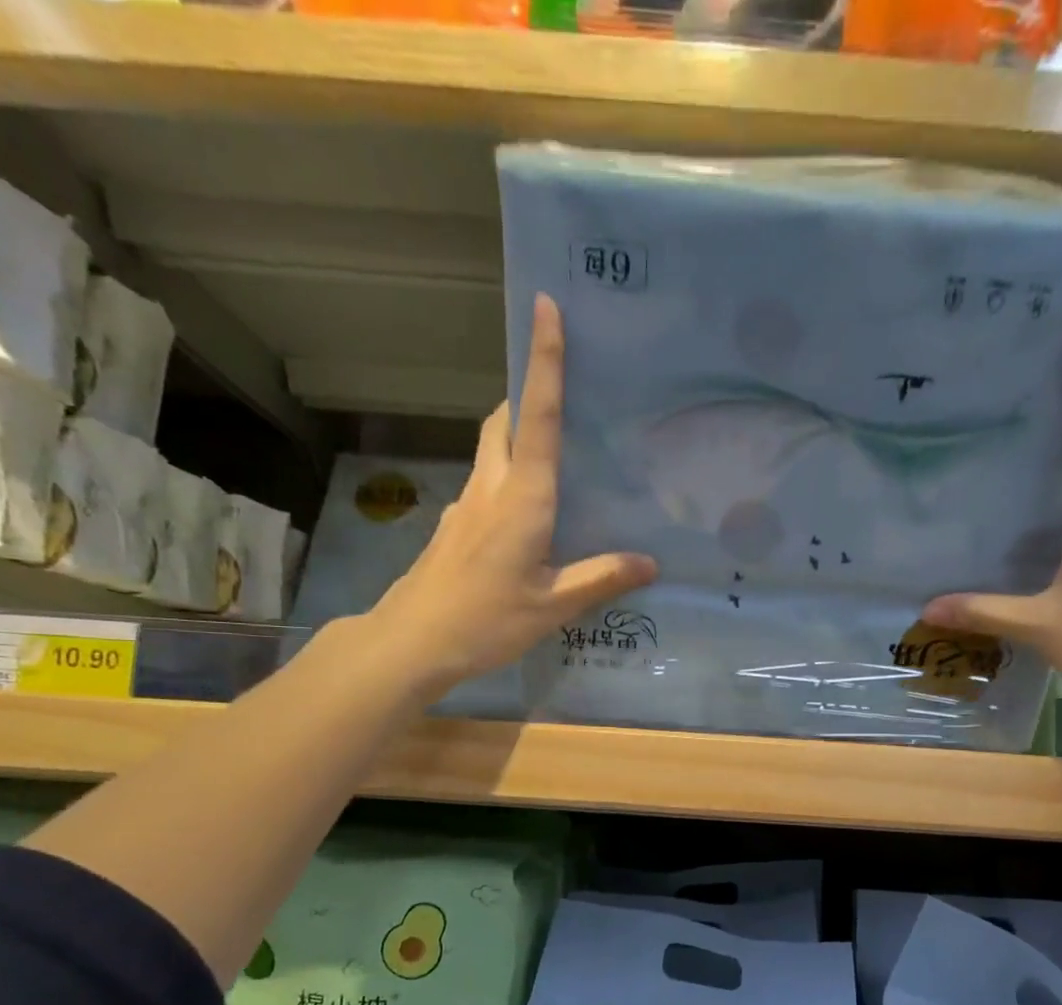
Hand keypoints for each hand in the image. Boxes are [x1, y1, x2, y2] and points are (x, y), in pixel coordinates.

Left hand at [369, 294, 657, 694]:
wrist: (412, 642)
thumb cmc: (486, 620)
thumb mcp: (553, 605)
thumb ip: (601, 578)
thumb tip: (650, 562)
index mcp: (522, 498)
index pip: (537, 417)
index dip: (543, 361)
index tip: (545, 305)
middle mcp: (491, 489)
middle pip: (503, 422)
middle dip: (526, 394)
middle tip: (560, 391)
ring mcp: (466, 506)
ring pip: (490, 451)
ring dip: (515, 435)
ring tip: (553, 452)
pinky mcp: (455, 528)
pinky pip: (485, 485)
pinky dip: (506, 477)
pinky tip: (526, 516)